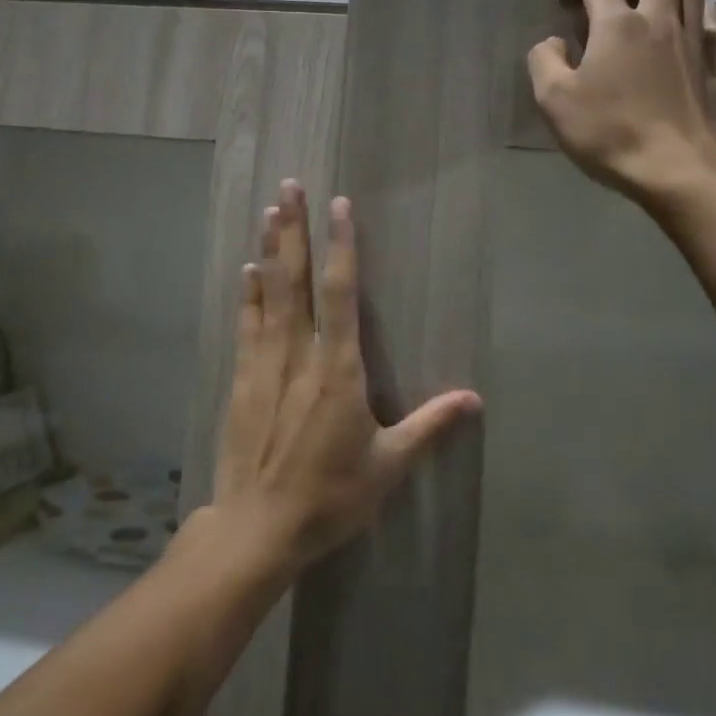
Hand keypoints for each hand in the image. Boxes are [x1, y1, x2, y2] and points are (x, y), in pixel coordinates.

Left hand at [213, 181, 480, 574]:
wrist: (258, 528)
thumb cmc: (330, 496)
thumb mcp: (388, 466)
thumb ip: (429, 426)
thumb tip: (473, 399)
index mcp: (338, 370)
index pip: (341, 294)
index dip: (341, 247)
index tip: (339, 206)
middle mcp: (299, 355)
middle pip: (297, 280)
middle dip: (295, 231)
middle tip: (290, 186)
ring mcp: (265, 365)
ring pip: (269, 295)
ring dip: (271, 250)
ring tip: (270, 210)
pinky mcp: (242, 381)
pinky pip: (248, 325)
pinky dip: (250, 294)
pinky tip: (249, 270)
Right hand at [528, 0, 715, 206]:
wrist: (676, 168)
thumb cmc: (609, 132)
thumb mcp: (554, 100)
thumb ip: (544, 61)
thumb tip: (553, 42)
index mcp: (617, 25)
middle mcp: (660, 21)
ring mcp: (694, 42)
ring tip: (648, 8)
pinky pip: (713, 23)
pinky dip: (697, 15)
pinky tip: (686, 29)